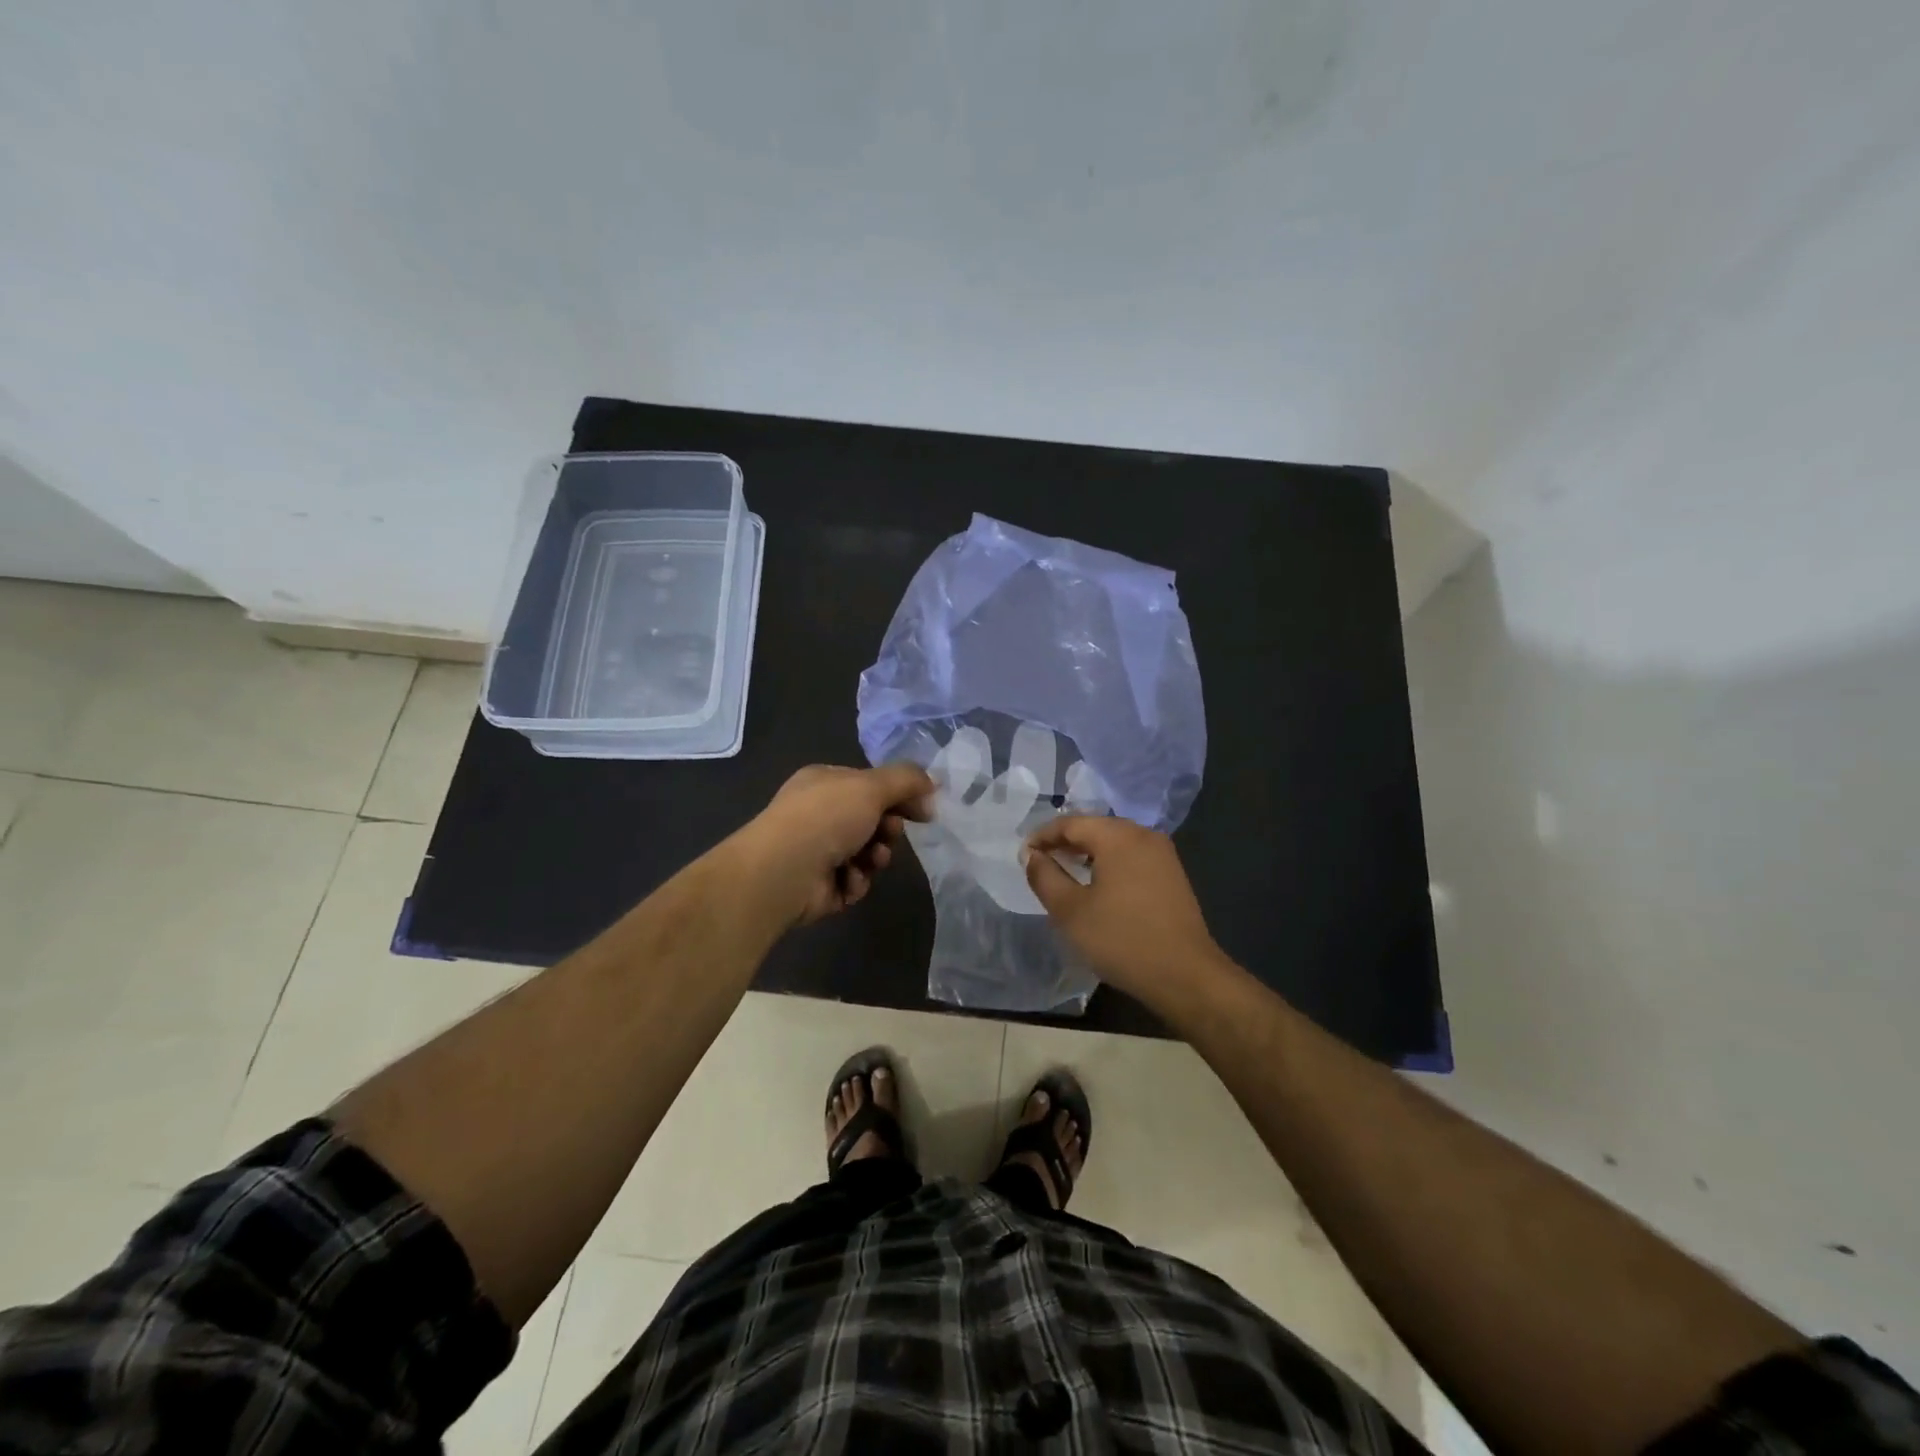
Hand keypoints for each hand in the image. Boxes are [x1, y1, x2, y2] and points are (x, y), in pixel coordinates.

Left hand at [738, 763, 934, 925]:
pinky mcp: (819, 885)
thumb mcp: (872, 786)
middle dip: (887, 829)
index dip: (899, 796)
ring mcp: (816, 850)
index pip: (870, 785)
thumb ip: (907, 780)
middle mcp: (818, 814)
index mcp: (824, 782)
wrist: (784, 872)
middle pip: (871, 820)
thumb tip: (931, 785)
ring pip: (866, 853)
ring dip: (875, 857)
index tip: (923, 810)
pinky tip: (848, 880)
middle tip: (889, 833)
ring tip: (870, 860)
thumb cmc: (826, 818)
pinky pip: (854, 881)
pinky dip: (856, 881)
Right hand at [1023, 816, 1227, 1002]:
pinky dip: (1108, 862)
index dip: (1041, 836)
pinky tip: (1097, 884)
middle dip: (1064, 841)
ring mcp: (1162, 854)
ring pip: (1114, 841)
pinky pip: (1131, 856)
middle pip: (1094, 827)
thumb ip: (1044, 876)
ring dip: (1086, 852)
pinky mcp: (1172, 874)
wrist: (1185, 976)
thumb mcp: (1070, 910)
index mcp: (1118, 836)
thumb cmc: (1121, 939)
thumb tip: (1031, 854)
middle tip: (1039, 861)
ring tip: (1064, 871)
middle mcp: (1143, 834)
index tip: (1022, 855)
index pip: (1070, 823)